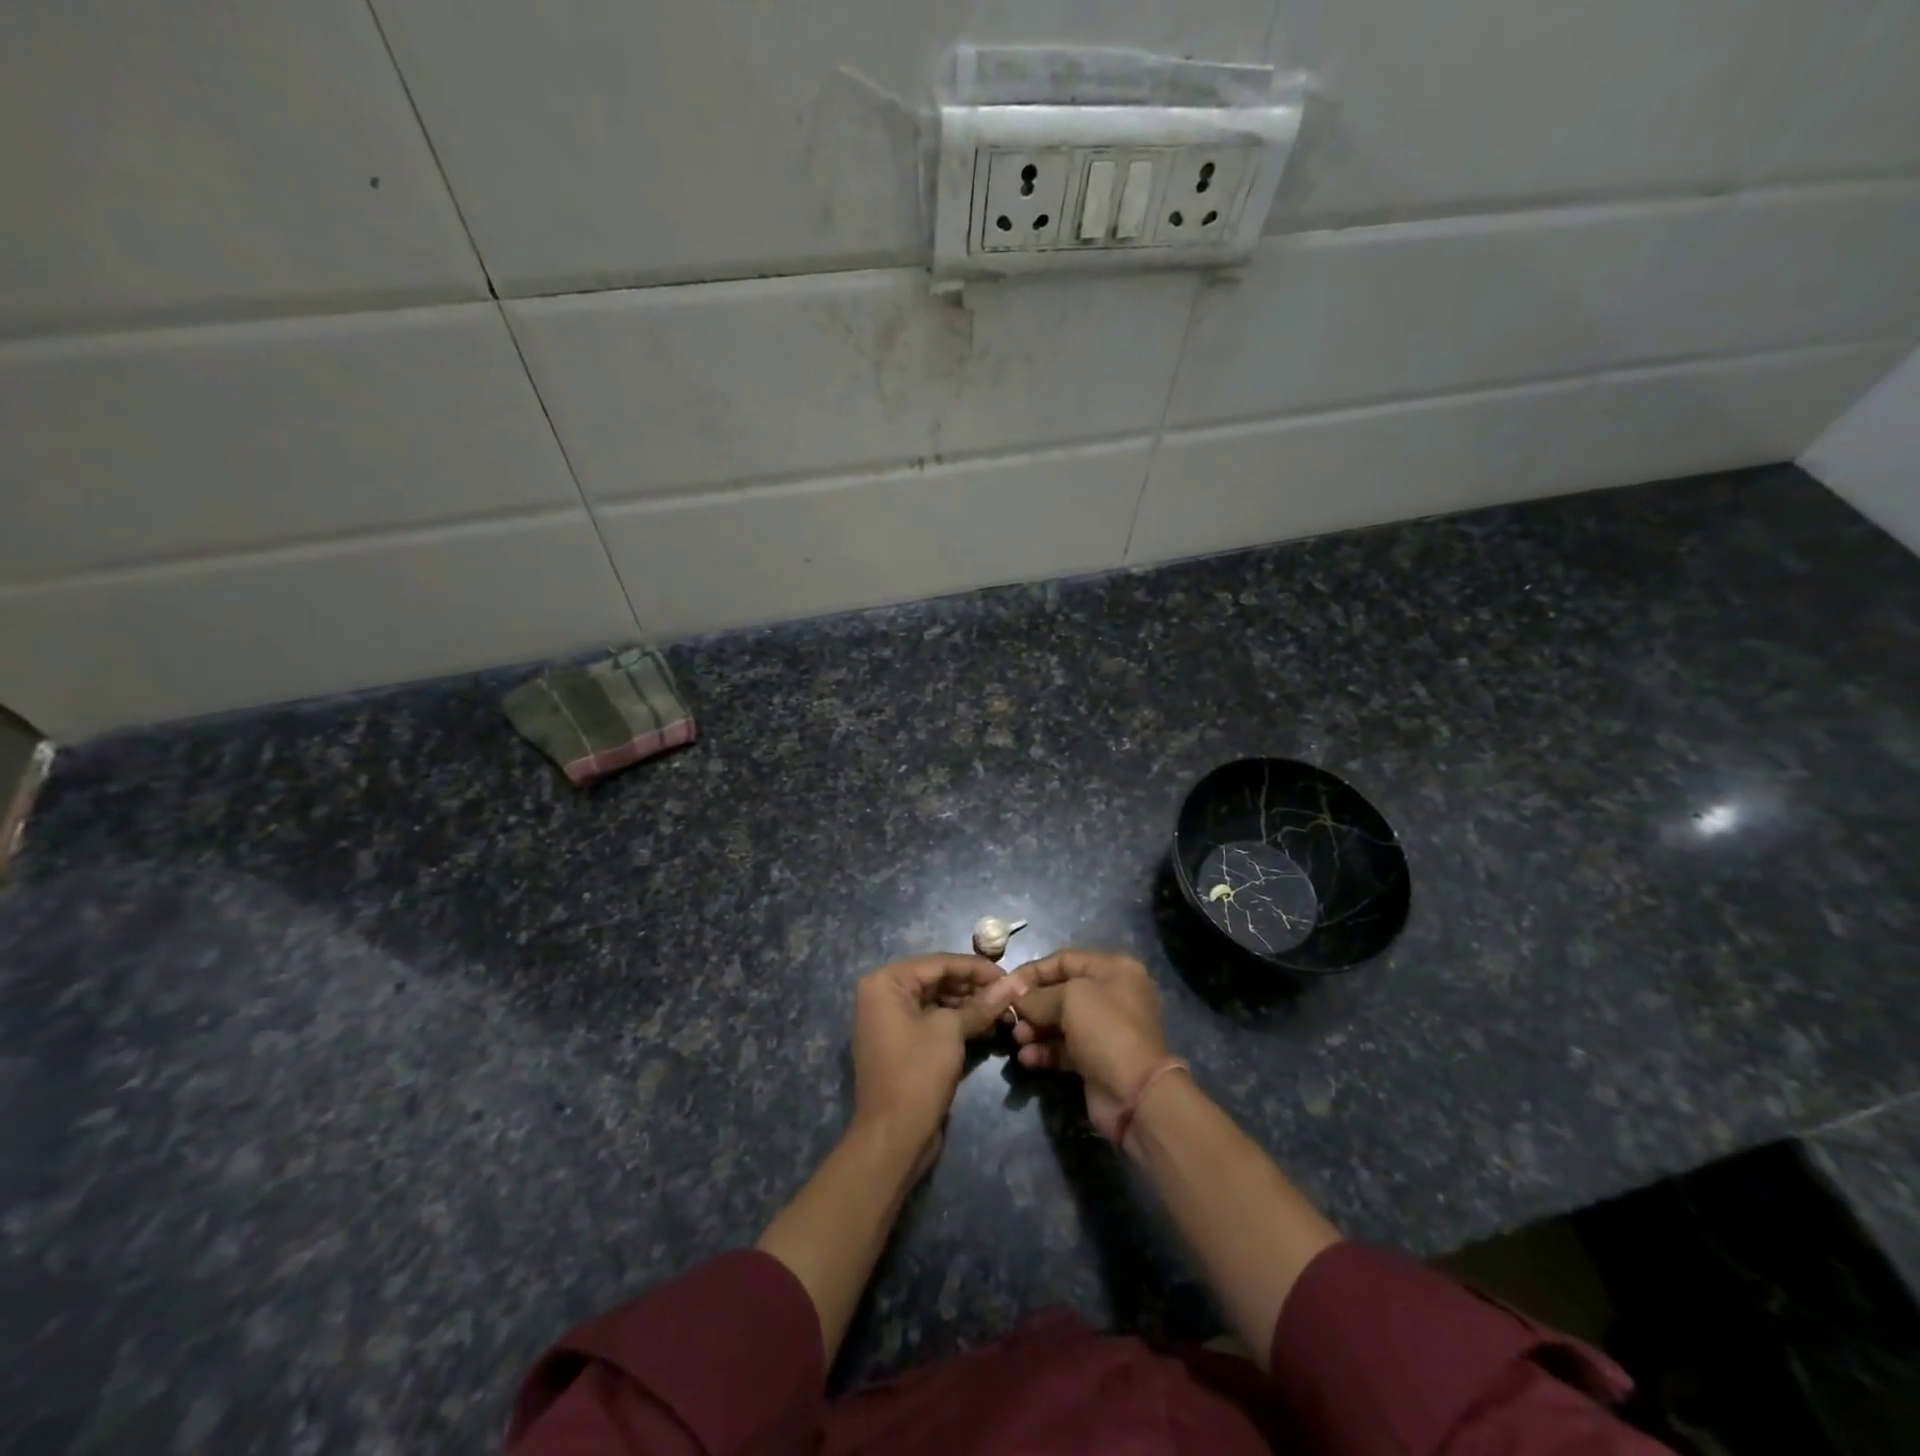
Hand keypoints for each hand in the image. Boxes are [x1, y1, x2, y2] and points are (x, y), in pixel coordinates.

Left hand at [852, 955, 1022, 1170]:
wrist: (893, 1138)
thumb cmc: (917, 1073)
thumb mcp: (952, 1031)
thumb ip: (982, 1004)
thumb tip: (1016, 982)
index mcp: (886, 982)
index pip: (939, 963)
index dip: (977, 968)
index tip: (1010, 976)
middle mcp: (883, 995)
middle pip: (938, 980)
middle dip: (974, 988)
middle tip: (1010, 997)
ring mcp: (891, 1021)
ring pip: (938, 1002)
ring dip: (970, 1006)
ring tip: (1004, 1013)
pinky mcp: (902, 1044)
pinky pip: (933, 1022)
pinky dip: (958, 1023)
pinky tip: (987, 1029)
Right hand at [1005, 950, 1174, 1140]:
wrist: (1136, 1094)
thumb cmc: (1106, 1030)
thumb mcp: (1071, 998)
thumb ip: (1039, 995)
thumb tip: (1017, 998)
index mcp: (1114, 970)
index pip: (1065, 960)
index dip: (1034, 971)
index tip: (1006, 985)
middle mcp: (1111, 995)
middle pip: (1061, 992)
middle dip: (1032, 1004)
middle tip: (1009, 1017)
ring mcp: (1104, 1029)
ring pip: (1060, 1022)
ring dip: (1035, 1029)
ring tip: (1018, 1040)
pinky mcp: (1096, 1059)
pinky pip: (1064, 1048)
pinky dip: (1044, 1051)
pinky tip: (1027, 1059)